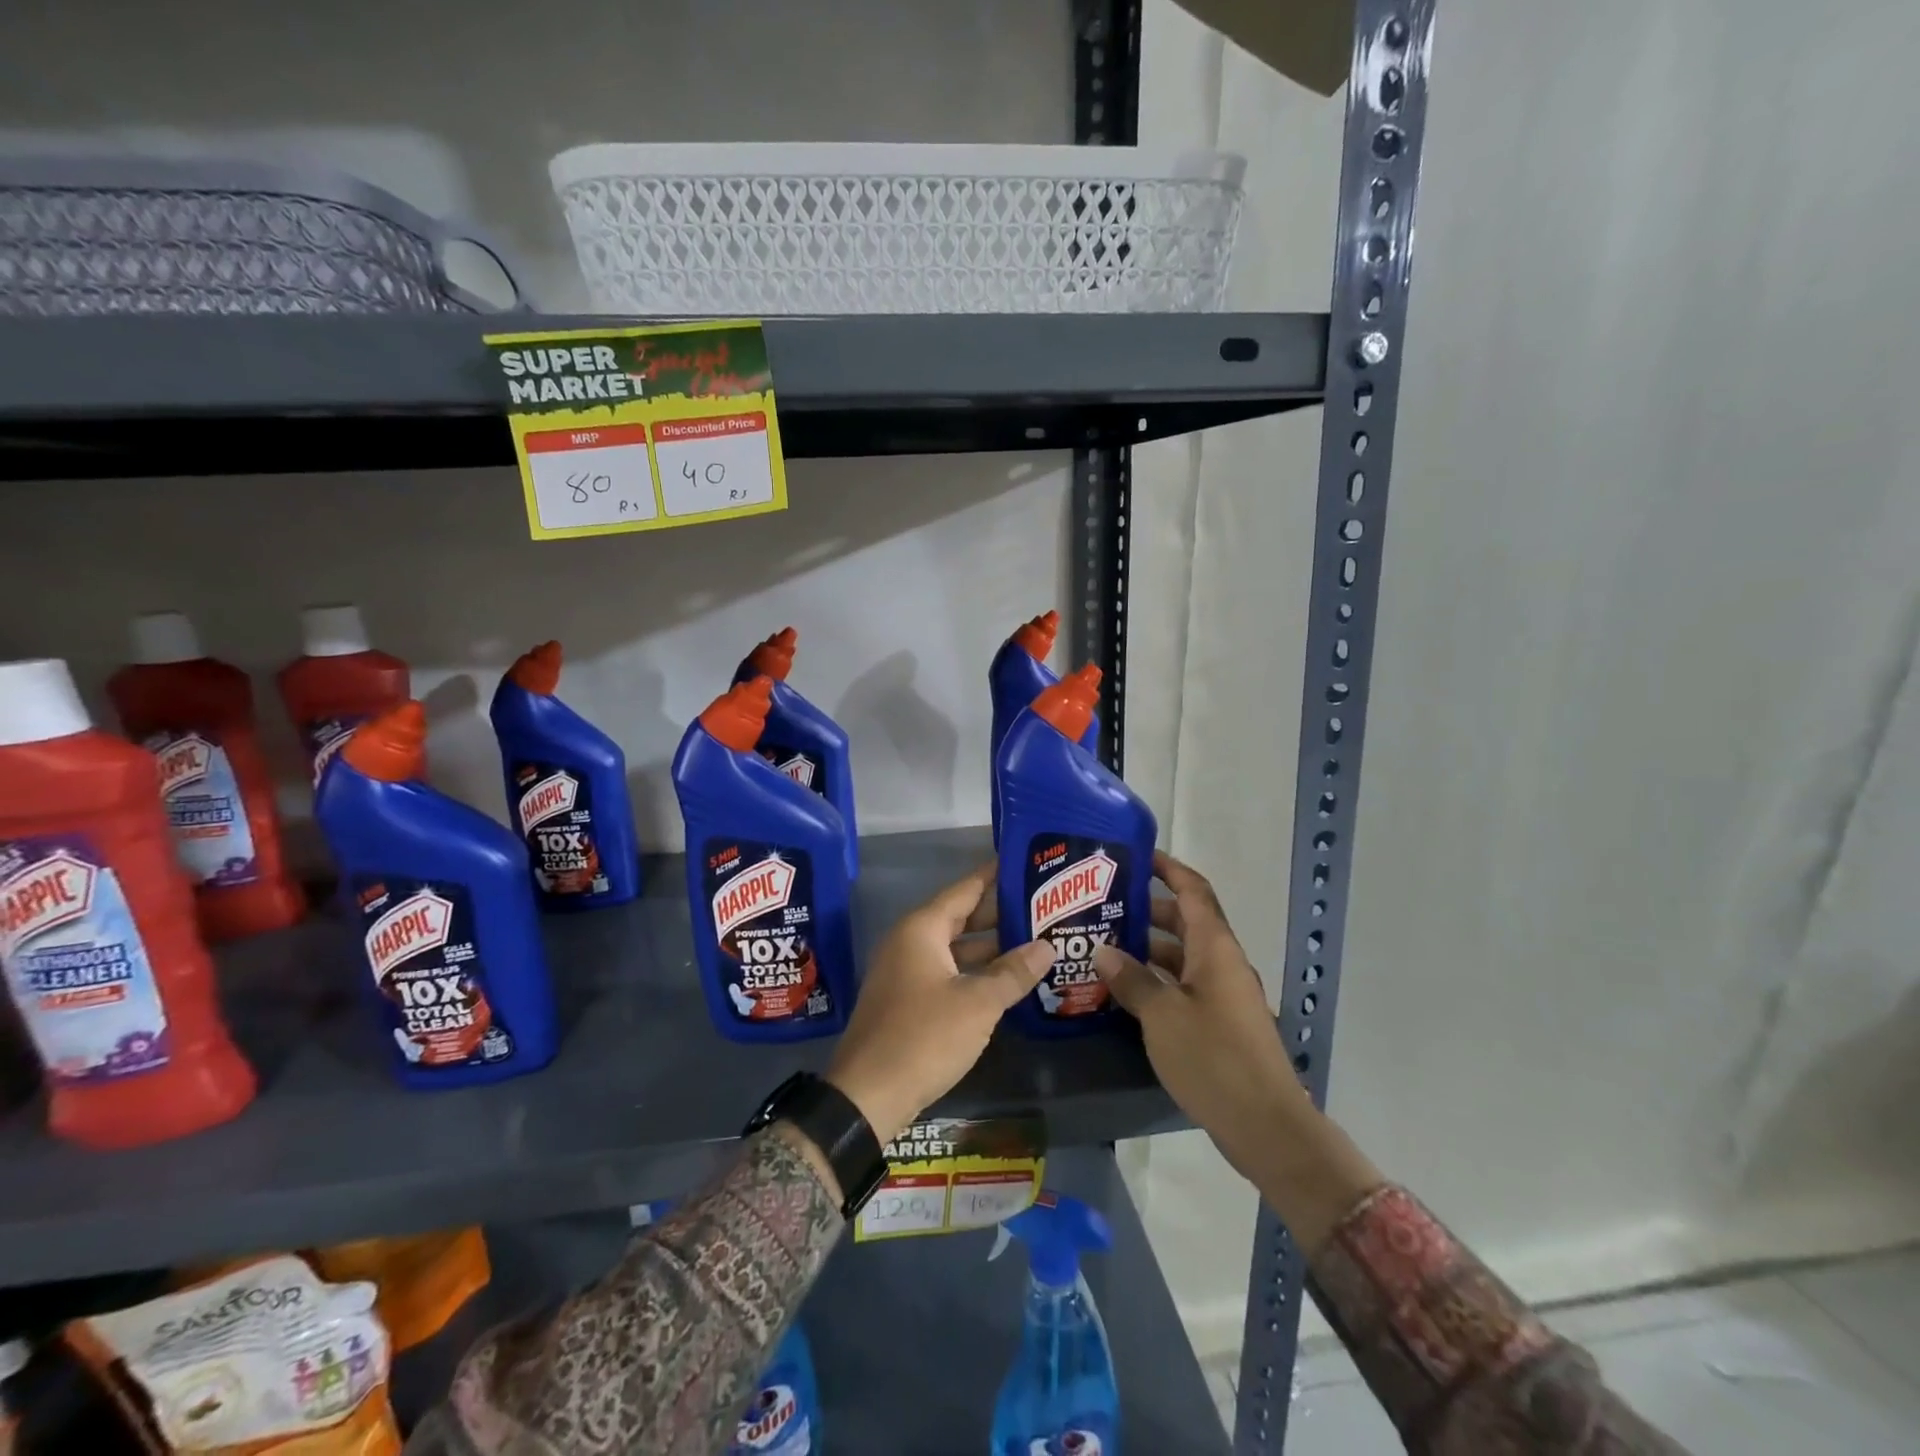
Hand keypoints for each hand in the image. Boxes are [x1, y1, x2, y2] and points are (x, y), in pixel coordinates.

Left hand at [825, 864, 1052, 1144]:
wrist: (868, 1096)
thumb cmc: (924, 1037)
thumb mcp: (978, 1003)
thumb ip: (1013, 972)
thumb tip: (1047, 946)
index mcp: (922, 929)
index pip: (965, 889)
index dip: (993, 876)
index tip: (1022, 863)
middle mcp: (910, 942)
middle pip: (960, 917)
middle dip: (999, 914)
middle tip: (1041, 906)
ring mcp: (905, 972)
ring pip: (954, 948)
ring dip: (990, 947)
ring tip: (1033, 941)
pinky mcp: (906, 1000)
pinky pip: (946, 972)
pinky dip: (974, 971)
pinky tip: (1004, 980)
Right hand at [1094, 851, 1383, 1253]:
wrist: (1267, 1126)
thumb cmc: (1214, 1060)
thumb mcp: (1162, 1017)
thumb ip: (1132, 980)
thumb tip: (1104, 951)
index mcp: (1216, 948)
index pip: (1192, 890)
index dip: (1167, 868)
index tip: (1136, 855)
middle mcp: (1223, 963)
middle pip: (1185, 921)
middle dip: (1146, 910)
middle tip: (1103, 907)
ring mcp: (1224, 994)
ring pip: (1183, 956)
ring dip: (1148, 949)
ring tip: (1104, 947)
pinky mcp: (1221, 1023)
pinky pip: (1185, 985)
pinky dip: (1158, 980)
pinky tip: (1126, 991)